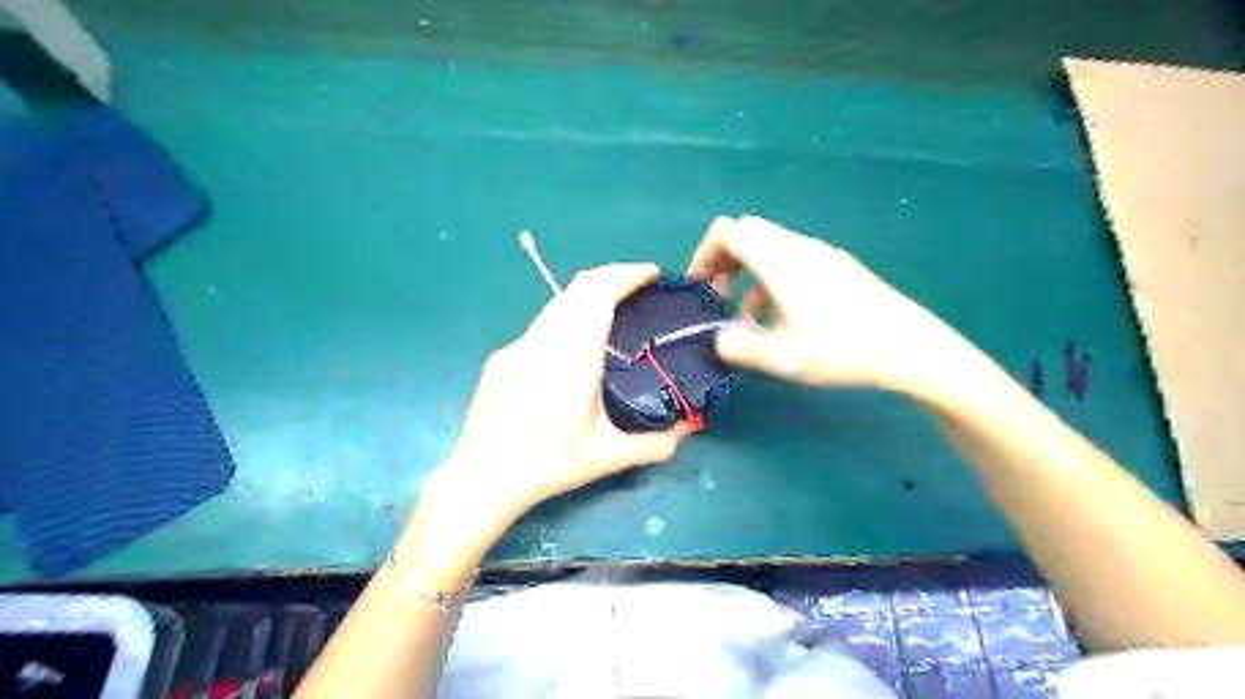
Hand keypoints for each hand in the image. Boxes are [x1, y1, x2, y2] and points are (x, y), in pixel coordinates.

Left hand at [427, 264, 691, 533]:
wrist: (482, 476)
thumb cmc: (549, 463)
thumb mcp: (609, 456)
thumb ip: (655, 444)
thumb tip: (689, 428)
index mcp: (573, 352)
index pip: (599, 291)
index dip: (627, 274)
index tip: (651, 273)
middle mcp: (544, 337)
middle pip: (579, 287)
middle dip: (612, 278)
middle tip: (639, 290)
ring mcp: (518, 345)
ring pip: (558, 304)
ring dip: (588, 299)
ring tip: (612, 317)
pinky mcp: (502, 358)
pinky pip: (541, 327)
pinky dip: (567, 321)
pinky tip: (573, 353)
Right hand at [690, 213, 971, 398]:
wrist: (910, 346)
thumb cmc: (843, 349)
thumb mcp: (782, 357)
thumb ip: (738, 347)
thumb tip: (719, 338)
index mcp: (779, 260)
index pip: (727, 231)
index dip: (704, 254)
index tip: (701, 288)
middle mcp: (798, 247)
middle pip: (747, 235)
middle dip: (724, 264)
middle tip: (723, 300)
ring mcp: (821, 254)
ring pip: (769, 250)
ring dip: (749, 277)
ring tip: (752, 321)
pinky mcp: (837, 267)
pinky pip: (791, 261)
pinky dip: (772, 281)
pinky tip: (785, 320)